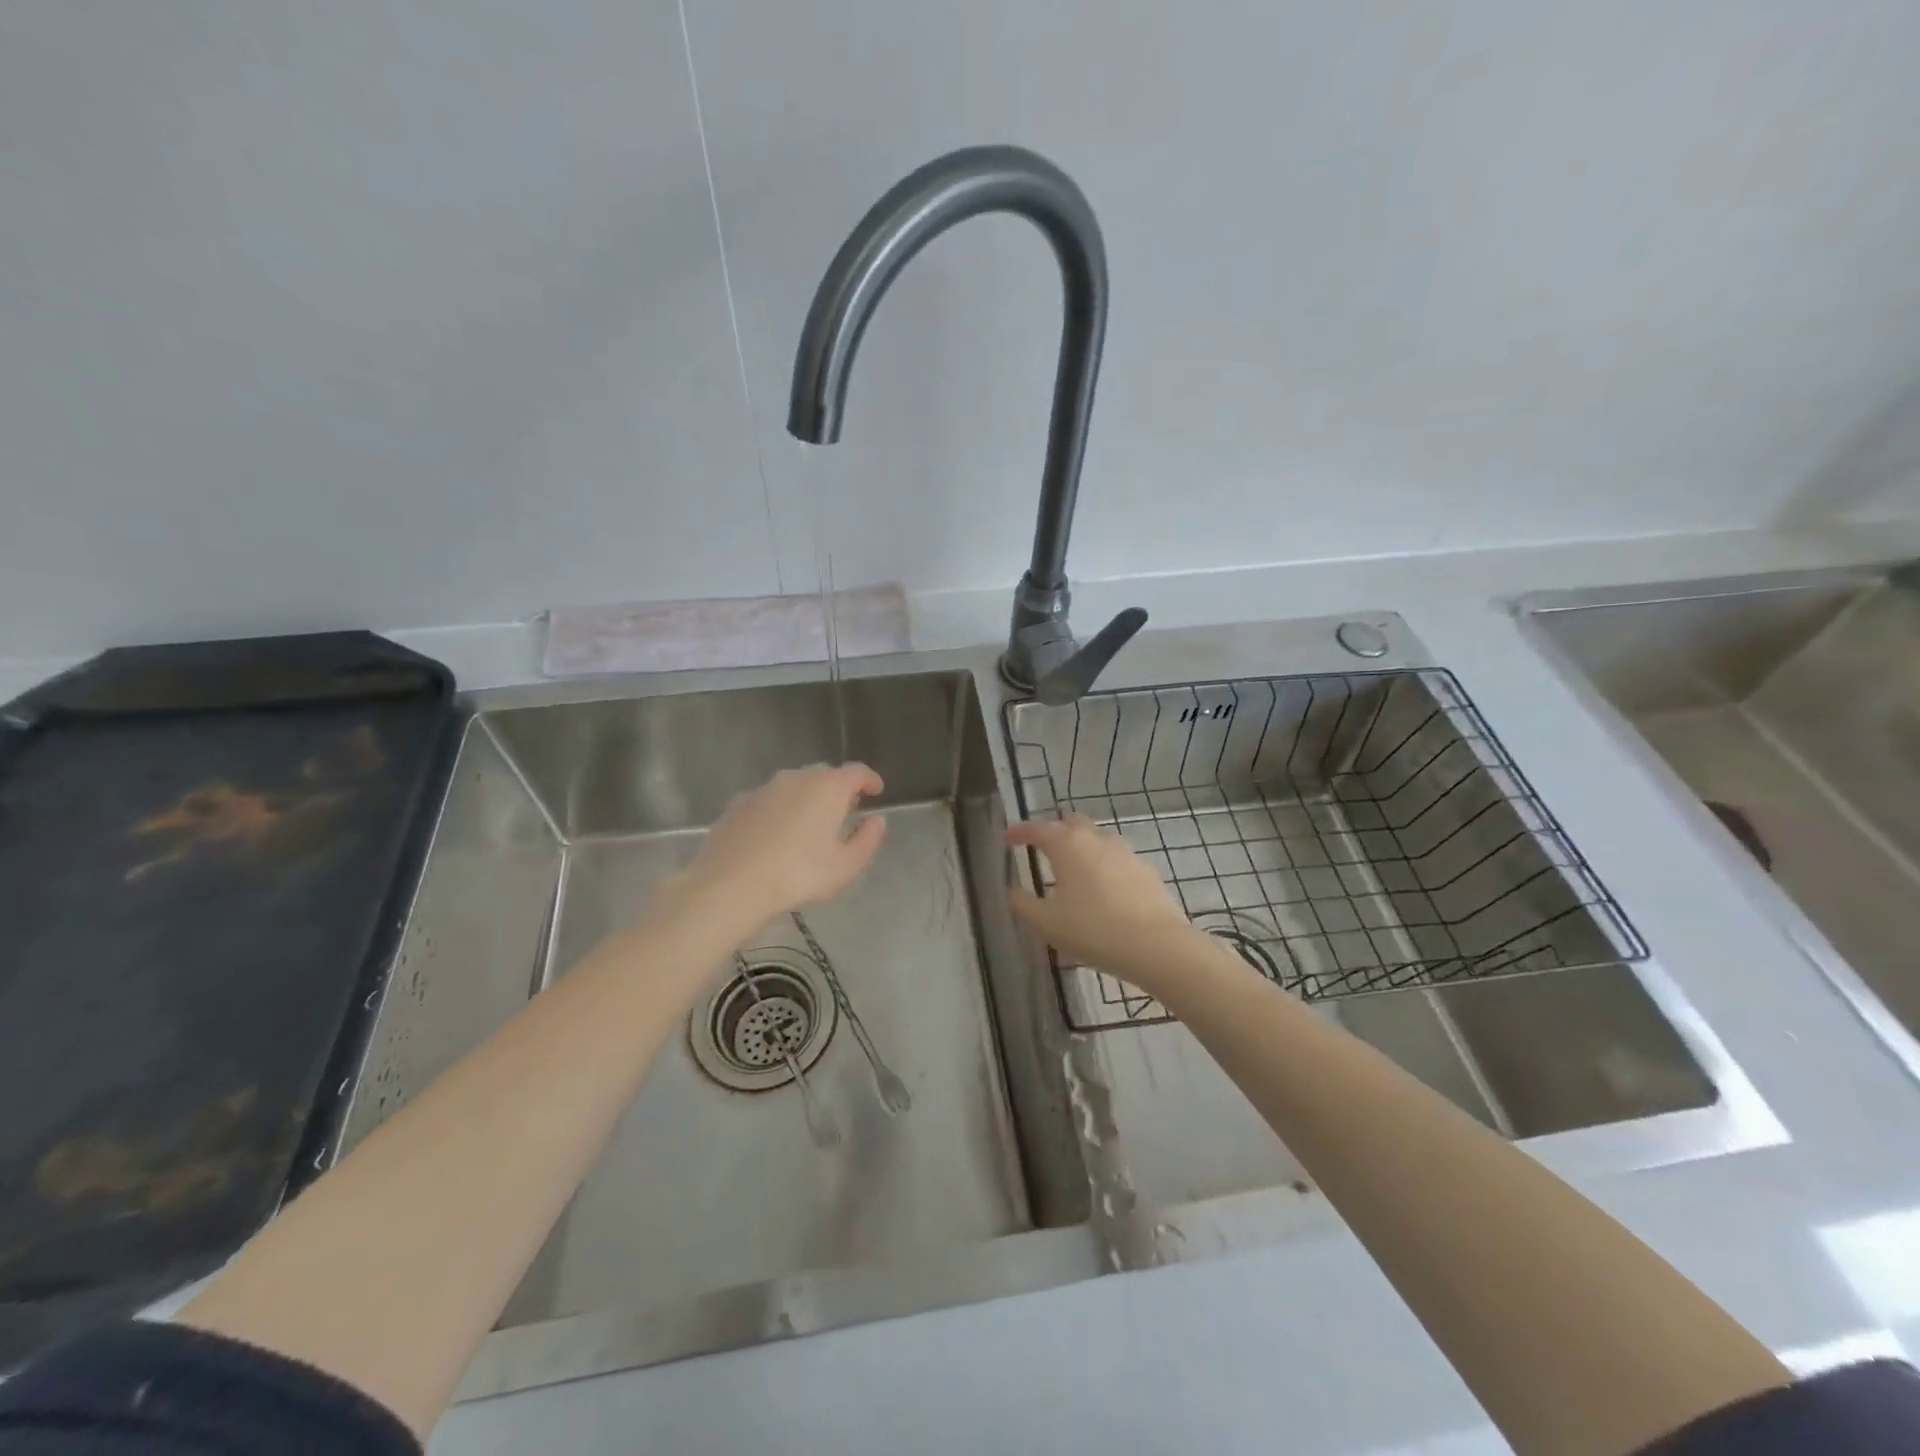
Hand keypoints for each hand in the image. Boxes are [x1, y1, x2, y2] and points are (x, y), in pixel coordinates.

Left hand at [681, 763, 886, 931]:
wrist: (730, 884)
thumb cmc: (798, 874)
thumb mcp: (845, 866)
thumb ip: (867, 840)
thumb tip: (877, 821)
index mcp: (828, 788)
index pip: (856, 772)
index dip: (870, 780)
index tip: (876, 790)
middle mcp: (796, 779)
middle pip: (824, 774)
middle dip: (838, 788)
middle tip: (845, 809)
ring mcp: (764, 789)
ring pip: (794, 784)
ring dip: (807, 797)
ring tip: (810, 822)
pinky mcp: (738, 804)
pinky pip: (768, 799)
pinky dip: (779, 809)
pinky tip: (776, 833)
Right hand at [1007, 814, 1195, 991]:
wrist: (1157, 946)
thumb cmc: (1093, 930)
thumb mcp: (1046, 923)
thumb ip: (1023, 903)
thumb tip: (1012, 890)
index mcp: (1067, 845)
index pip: (1037, 829)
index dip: (1019, 832)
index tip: (1006, 839)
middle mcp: (1096, 839)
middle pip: (1072, 823)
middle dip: (1055, 831)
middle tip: (1042, 850)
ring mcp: (1126, 852)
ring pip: (1097, 839)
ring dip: (1082, 848)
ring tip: (1073, 872)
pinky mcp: (1146, 870)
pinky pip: (1117, 860)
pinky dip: (1104, 867)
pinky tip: (1103, 890)